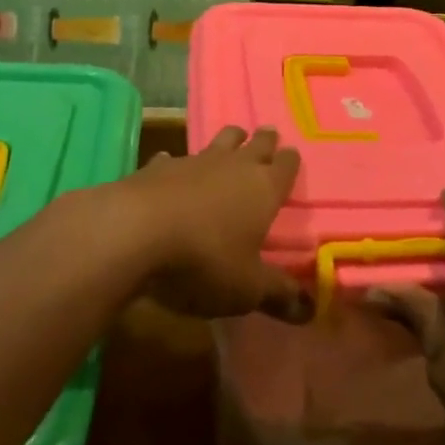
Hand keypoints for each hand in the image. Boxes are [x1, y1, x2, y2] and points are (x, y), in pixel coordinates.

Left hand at [118, 126, 310, 321]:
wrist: (134, 233)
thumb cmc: (204, 260)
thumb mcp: (246, 288)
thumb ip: (278, 294)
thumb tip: (310, 310)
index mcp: (264, 189)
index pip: (286, 165)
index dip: (290, 161)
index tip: (292, 156)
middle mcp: (234, 166)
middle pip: (256, 143)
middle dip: (264, 140)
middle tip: (269, 134)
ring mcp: (194, 161)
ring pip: (219, 142)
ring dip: (229, 140)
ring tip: (234, 137)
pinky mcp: (157, 167)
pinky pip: (173, 158)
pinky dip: (177, 163)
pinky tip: (170, 167)